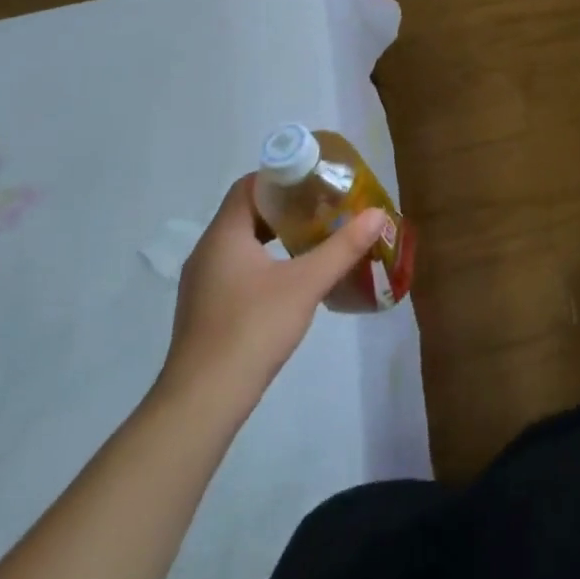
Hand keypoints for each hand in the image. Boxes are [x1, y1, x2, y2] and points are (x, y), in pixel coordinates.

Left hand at [154, 177, 387, 426]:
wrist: (202, 402)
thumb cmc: (252, 330)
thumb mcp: (306, 284)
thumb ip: (343, 247)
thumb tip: (377, 214)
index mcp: (224, 235)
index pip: (249, 185)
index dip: (283, 176)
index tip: (317, 179)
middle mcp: (208, 251)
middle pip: (248, 212)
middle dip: (288, 206)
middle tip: (326, 206)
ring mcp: (204, 283)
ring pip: (244, 242)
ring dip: (278, 234)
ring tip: (317, 236)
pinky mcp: (208, 309)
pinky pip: (239, 267)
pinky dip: (267, 260)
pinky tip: (294, 277)